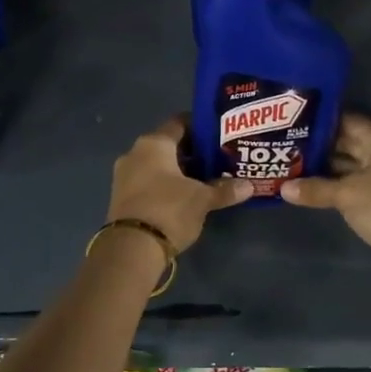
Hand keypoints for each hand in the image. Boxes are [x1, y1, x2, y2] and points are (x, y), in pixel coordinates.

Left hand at [106, 117, 251, 251]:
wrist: (131, 249)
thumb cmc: (169, 210)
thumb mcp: (202, 199)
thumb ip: (225, 189)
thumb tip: (249, 186)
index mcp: (154, 143)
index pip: (180, 123)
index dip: (200, 127)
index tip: (219, 135)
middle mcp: (135, 153)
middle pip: (168, 145)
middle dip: (192, 152)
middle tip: (217, 159)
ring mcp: (125, 175)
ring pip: (157, 165)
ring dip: (178, 171)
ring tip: (205, 179)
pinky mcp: (121, 196)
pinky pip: (148, 181)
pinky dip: (165, 184)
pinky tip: (185, 196)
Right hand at [282, 114, 370, 276]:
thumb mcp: (346, 195)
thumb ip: (315, 189)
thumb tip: (283, 188)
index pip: (346, 120)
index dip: (320, 121)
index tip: (292, 123)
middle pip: (347, 143)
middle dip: (319, 146)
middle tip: (285, 146)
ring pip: (349, 166)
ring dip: (325, 168)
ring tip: (291, 166)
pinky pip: (354, 184)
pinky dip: (336, 185)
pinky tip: (312, 189)